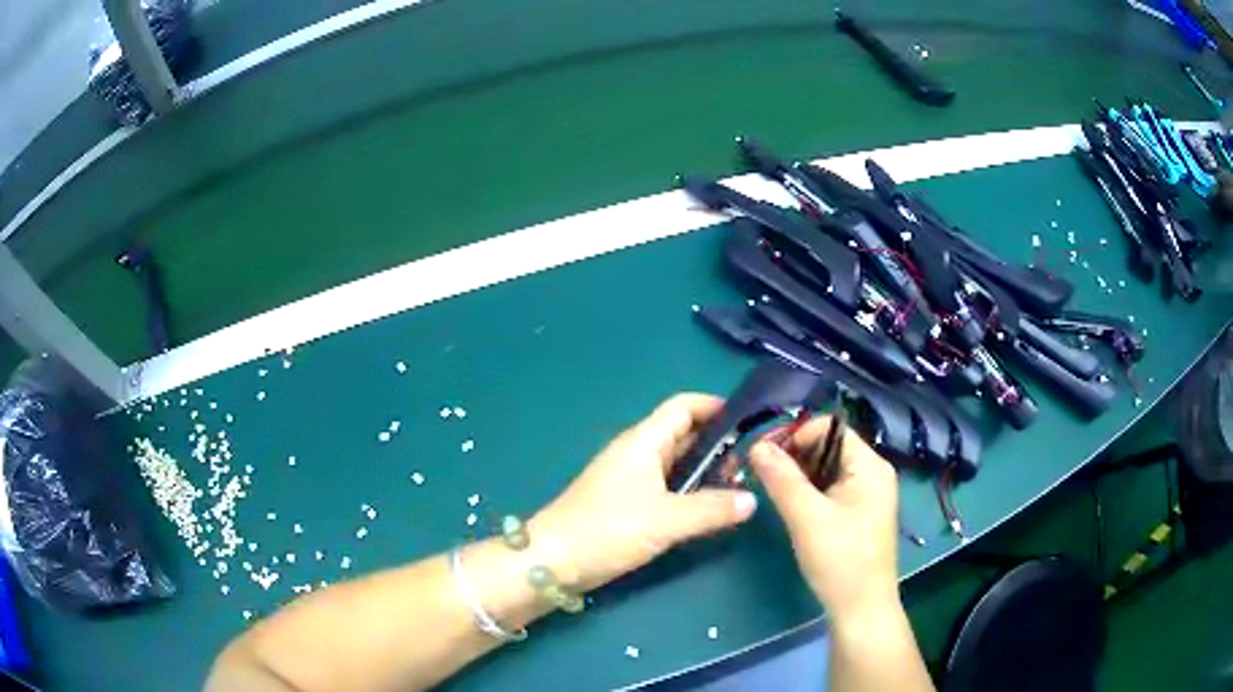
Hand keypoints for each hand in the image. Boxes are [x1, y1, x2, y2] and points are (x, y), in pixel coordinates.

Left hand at [531, 394, 757, 591]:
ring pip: (676, 464)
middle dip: (717, 444)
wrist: (554, 561)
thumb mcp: (666, 520)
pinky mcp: (627, 504)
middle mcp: (637, 453)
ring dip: (705, 471)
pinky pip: (666, 487)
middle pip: (683, 434)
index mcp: (643, 442)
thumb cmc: (609, 529)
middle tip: (750, 463)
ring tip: (737, 487)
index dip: (715, 406)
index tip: (748, 420)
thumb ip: (712, 509)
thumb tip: (752, 500)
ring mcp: (630, 479)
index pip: (683, 407)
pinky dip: (690, 492)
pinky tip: (709, 509)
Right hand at [749, 419, 898, 619]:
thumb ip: (782, 479)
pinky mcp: (857, 513)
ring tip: (769, 488)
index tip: (763, 455)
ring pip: (826, 469)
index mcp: (870, 466)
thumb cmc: (840, 560)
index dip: (796, 435)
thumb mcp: (807, 517)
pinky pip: (829, 489)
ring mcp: (866, 494)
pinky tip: (788, 505)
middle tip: (761, 473)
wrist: (861, 608)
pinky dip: (807, 491)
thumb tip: (757, 445)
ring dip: (798, 474)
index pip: (830, 429)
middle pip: (828, 447)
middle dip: (794, 455)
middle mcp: (872, 473)